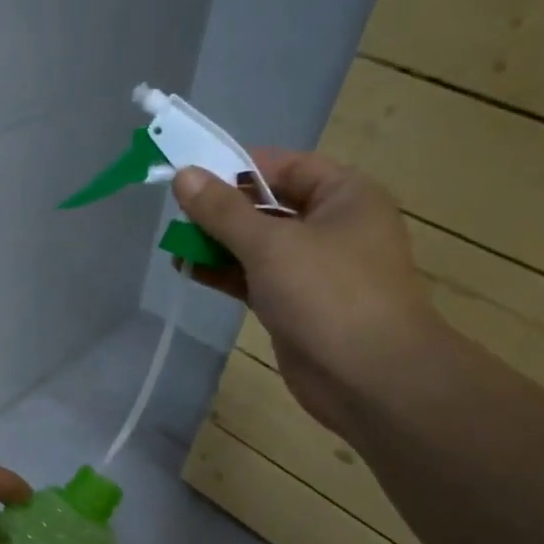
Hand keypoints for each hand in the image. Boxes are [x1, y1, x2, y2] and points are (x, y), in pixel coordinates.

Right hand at [172, 151, 440, 435]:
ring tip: (174, 243)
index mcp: (345, 196)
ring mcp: (315, 269)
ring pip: (259, 245)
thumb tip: (183, 174)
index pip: (285, 166)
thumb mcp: (270, 244)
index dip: (238, 166)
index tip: (191, 173)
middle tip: (175, 212)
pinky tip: (188, 269)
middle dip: (222, 209)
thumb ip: (223, 210)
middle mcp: (333, 226)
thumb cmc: (328, 294)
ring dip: (218, 243)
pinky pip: (256, 278)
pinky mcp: (297, 305)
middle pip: (268, 205)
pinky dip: (225, 273)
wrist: (370, 378)